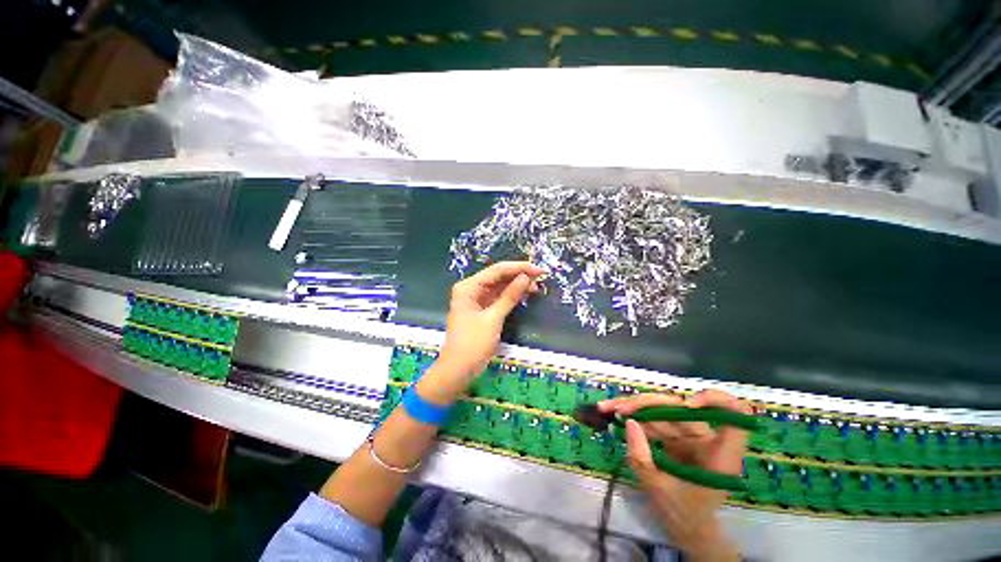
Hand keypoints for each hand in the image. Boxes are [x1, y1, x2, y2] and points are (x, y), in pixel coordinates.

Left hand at [418, 261, 543, 403]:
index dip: (519, 268)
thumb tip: (526, 277)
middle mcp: (470, 289)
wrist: (457, 370)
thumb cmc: (473, 344)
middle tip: (541, 278)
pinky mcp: (481, 309)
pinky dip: (510, 296)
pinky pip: (497, 297)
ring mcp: (475, 299)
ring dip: (516, 285)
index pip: (497, 270)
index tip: (539, 270)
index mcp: (468, 287)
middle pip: (498, 276)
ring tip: (536, 287)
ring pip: (499, 286)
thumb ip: (509, 296)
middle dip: (518, 276)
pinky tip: (524, 294)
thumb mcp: (493, 319)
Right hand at [599, 389, 747, 561]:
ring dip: (633, 407)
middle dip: (646, 404)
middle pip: (679, 407)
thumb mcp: (660, 491)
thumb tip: (629, 422)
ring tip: (606, 407)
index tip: (687, 405)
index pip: (733, 415)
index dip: (714, 401)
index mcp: (719, 454)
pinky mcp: (675, 437)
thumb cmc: (683, 517)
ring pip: (661, 410)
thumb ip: (642, 458)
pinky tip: (614, 413)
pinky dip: (634, 416)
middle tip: (618, 408)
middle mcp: (707, 439)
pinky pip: (654, 420)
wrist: (687, 531)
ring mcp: (689, 436)